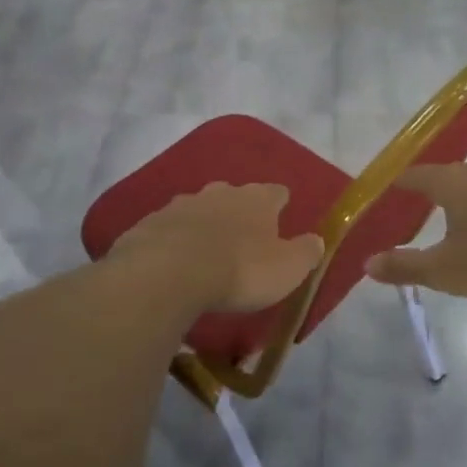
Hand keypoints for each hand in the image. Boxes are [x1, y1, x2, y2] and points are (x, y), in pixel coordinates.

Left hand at [110, 182, 324, 311]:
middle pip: (234, 195)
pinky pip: (168, 229)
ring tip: (205, 251)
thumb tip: (316, 240)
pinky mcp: (150, 223)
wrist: (167, 273)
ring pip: (199, 209)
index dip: (279, 204)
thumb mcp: (288, 269)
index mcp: (256, 199)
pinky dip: (174, 240)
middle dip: (239, 211)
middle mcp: (220, 193)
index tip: (281, 215)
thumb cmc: (239, 270)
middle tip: (242, 238)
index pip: (276, 192)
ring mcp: (181, 205)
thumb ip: (306, 252)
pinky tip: (173, 261)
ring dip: (204, 224)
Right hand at [364, 161, 466, 298]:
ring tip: (465, 221)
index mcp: (450, 183)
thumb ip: (405, 266)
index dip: (400, 184)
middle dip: (436, 192)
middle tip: (425, 210)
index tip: (390, 192)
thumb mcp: (445, 270)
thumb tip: (367, 263)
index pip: (415, 176)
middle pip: (449, 176)